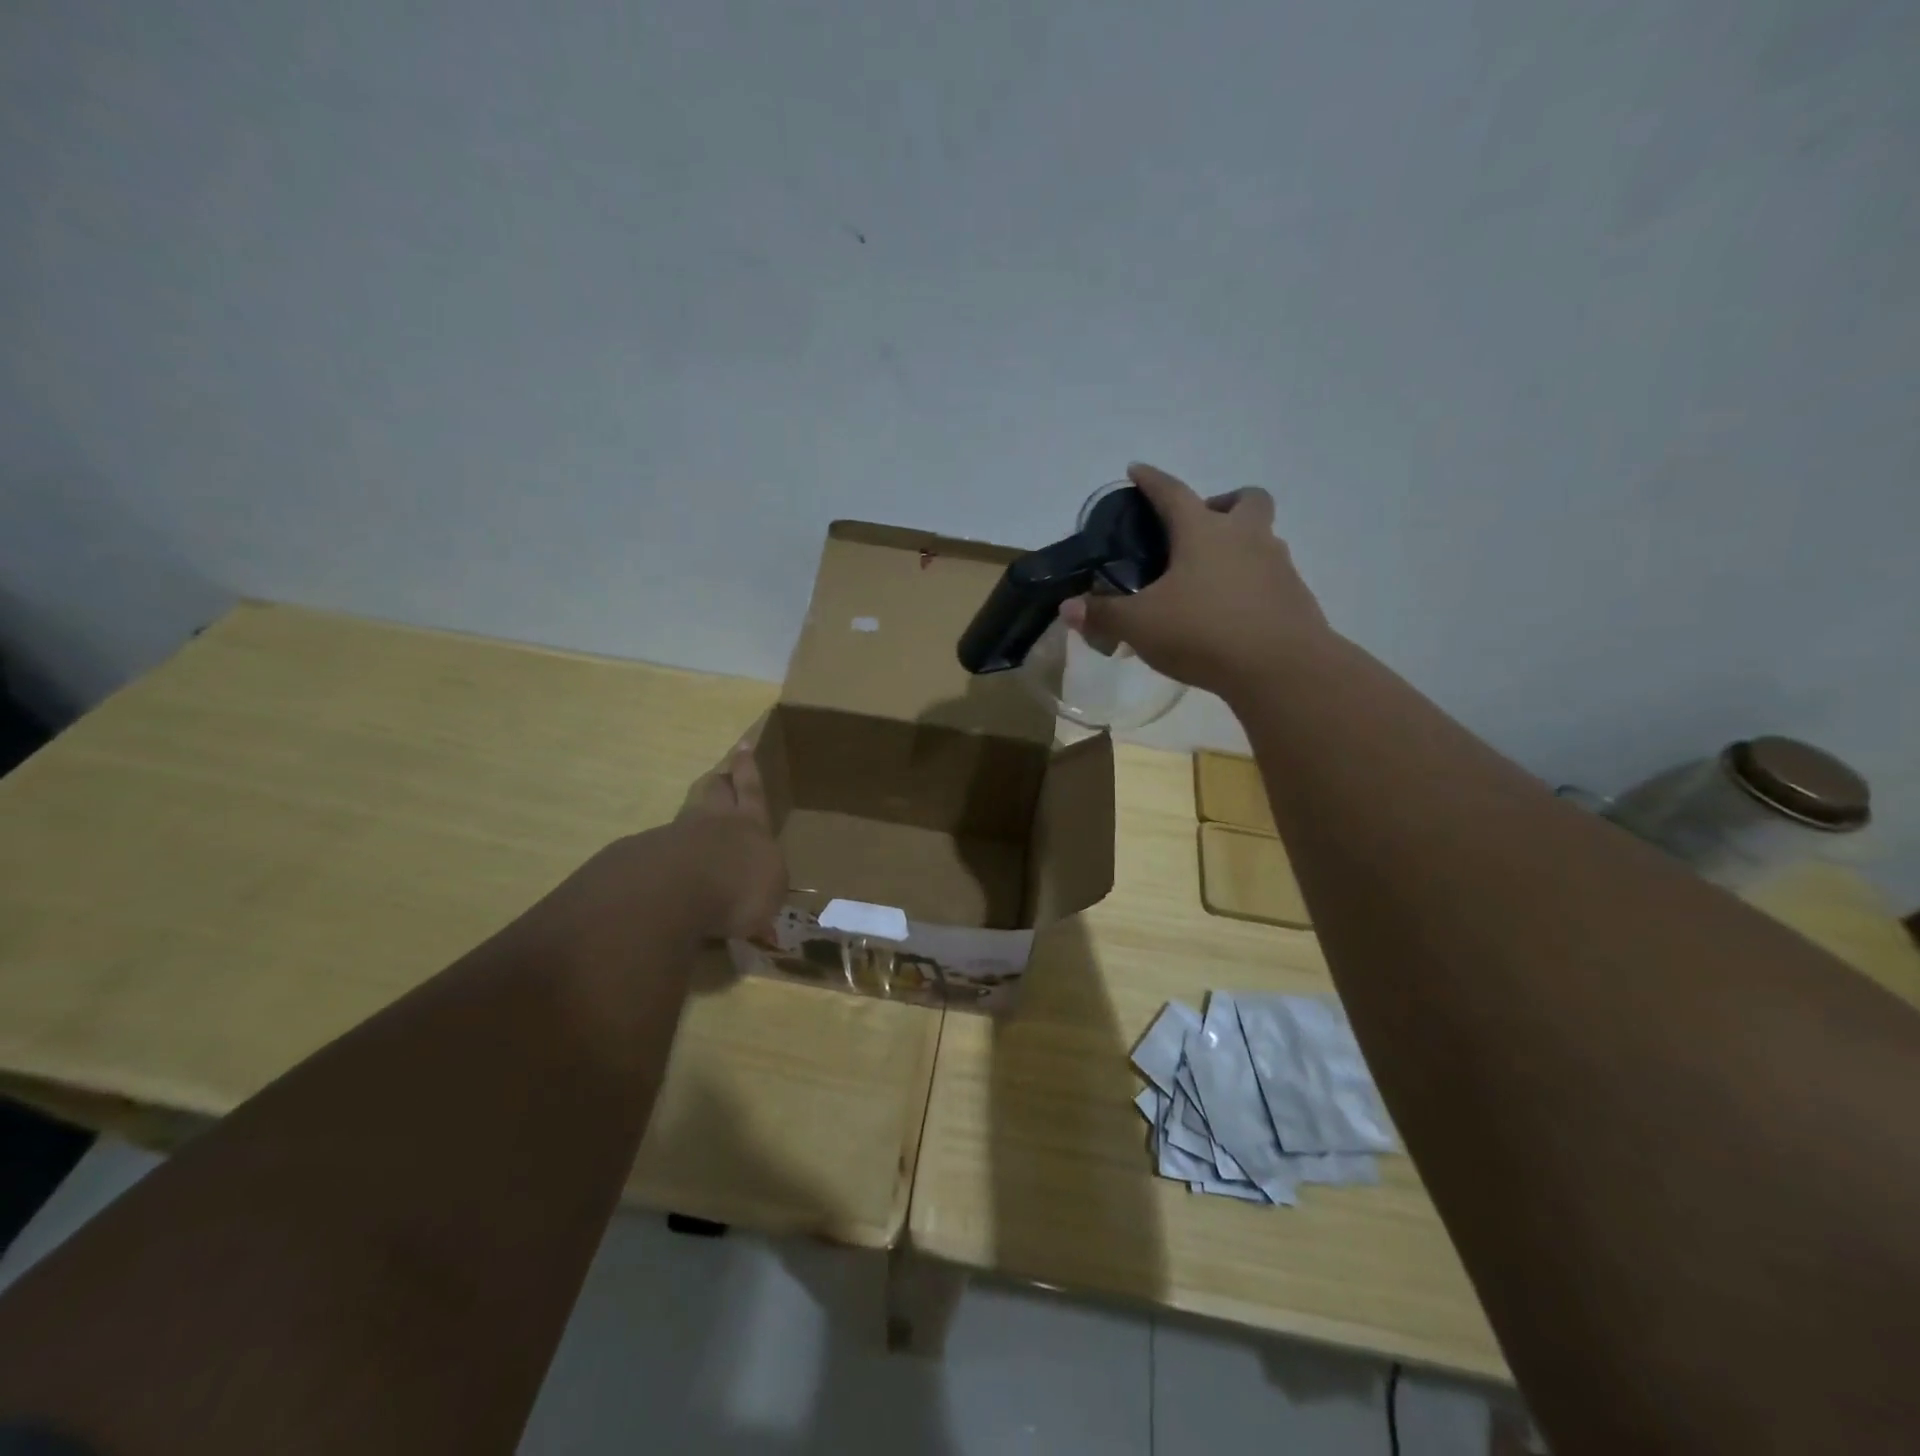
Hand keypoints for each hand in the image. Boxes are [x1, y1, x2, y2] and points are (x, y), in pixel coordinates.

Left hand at [670, 729, 787, 940]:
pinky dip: (665, 855)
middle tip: (720, 776)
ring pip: (686, 816)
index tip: (742, 747)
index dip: (748, 770)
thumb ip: (765, 888)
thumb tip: (761, 896)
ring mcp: (673, 835)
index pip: (751, 790)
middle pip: (714, 793)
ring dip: (692, 816)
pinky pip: (659, 849)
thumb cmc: (739, 890)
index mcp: (749, 825)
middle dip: (720, 783)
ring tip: (693, 823)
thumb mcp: (770, 895)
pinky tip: (664, 870)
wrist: (673, 894)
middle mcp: (712, 821)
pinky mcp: (642, 856)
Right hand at [1062, 463, 1331, 700]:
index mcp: (1203, 532)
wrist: (1281, 668)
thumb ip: (1104, 614)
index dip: (1151, 480)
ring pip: (1262, 537)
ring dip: (1239, 545)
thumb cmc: (1204, 632)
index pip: (1172, 492)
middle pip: (1245, 499)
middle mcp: (1245, 537)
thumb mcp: (1140, 626)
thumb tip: (1069, 608)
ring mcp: (1277, 565)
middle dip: (1221, 504)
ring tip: (1209, 579)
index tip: (1137, 471)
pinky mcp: (1295, 597)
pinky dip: (1250, 583)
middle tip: (1196, 531)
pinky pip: (1270, 576)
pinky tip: (1231, 612)